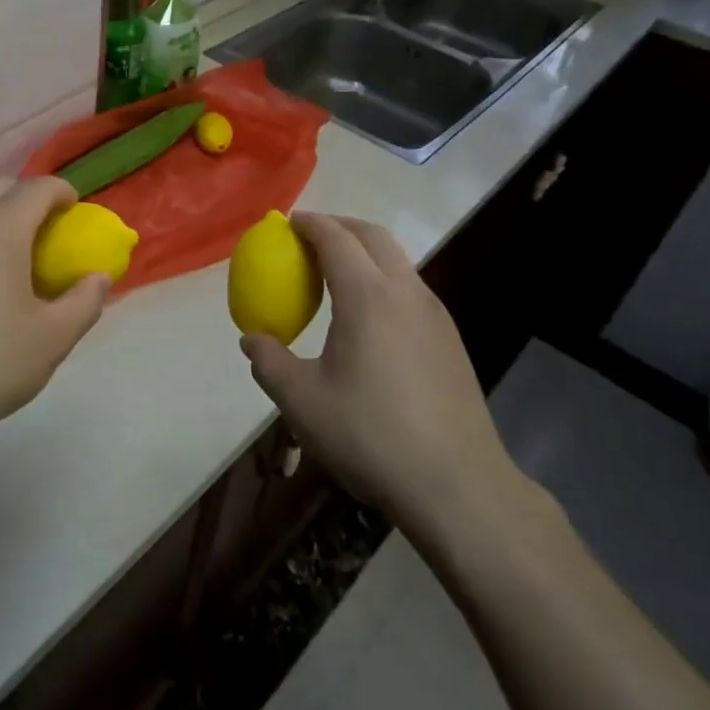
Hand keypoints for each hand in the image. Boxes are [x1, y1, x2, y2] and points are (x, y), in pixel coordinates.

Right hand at [240, 214, 525, 525]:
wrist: (457, 485)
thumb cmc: (370, 436)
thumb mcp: (302, 402)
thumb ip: (269, 362)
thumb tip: (252, 339)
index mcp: (367, 296)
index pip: (335, 238)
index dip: (309, 224)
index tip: (287, 224)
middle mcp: (406, 292)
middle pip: (373, 236)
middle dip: (339, 225)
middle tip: (309, 238)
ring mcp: (435, 314)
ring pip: (398, 260)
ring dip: (365, 252)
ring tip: (335, 274)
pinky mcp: (450, 339)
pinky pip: (410, 288)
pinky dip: (383, 279)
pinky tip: (368, 318)